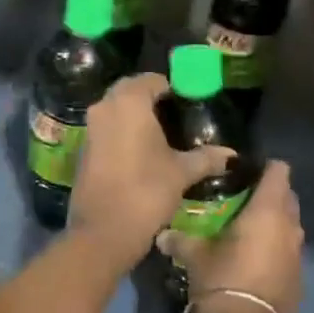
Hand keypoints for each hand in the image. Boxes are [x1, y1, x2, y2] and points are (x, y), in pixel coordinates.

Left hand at [69, 72, 232, 268]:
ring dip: (135, 117)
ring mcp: (90, 128)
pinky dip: (122, 133)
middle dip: (151, 99)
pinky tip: (141, 152)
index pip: (152, 80)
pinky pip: (106, 130)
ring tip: (161, 135)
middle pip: (130, 91)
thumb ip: (206, 158)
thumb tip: (230, 155)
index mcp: (129, 102)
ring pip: (115, 110)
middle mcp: (105, 107)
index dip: (172, 89)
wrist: (103, 232)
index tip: (189, 104)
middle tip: (176, 116)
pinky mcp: (83, 149)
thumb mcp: (182, 173)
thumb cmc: (146, 191)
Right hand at [158, 159, 304, 312]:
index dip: (264, 168)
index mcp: (268, 211)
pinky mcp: (299, 279)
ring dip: (275, 224)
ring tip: (246, 231)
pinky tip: (254, 262)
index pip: (279, 171)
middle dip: (270, 195)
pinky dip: (276, 250)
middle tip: (241, 201)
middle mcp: (290, 227)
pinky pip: (289, 253)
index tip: (244, 173)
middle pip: (288, 197)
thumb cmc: (222, 280)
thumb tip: (162, 234)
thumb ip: (180, 239)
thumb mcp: (195, 256)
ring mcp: (298, 254)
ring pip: (291, 226)